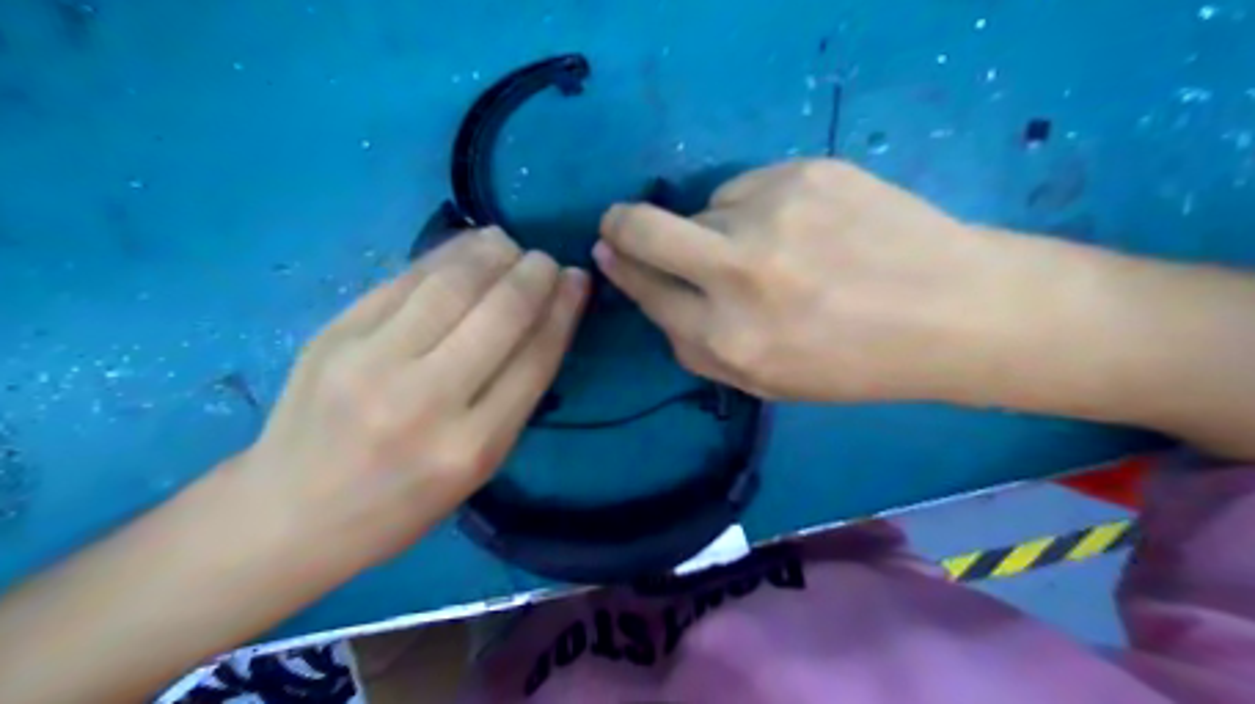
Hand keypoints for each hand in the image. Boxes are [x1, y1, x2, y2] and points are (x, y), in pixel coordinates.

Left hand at [233, 229, 588, 572]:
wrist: (290, 513)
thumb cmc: (400, 504)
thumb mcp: (475, 469)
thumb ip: (513, 398)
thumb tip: (543, 323)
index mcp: (471, 446)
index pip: (534, 357)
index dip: (563, 309)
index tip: (577, 281)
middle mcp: (424, 399)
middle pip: (498, 313)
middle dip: (533, 274)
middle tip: (545, 261)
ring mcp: (371, 360)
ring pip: (451, 284)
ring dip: (491, 253)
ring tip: (508, 244)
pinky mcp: (335, 333)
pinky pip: (405, 280)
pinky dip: (445, 256)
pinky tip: (466, 247)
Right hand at [599, 158, 1040, 400]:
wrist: (954, 310)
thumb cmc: (858, 363)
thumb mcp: (769, 382)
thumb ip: (701, 349)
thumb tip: (653, 297)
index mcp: (729, 339)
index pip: (646, 291)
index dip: (622, 270)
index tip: (609, 252)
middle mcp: (737, 272)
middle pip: (643, 229)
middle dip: (621, 226)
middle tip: (621, 225)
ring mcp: (771, 214)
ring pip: (703, 207)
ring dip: (715, 226)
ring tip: (771, 247)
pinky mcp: (803, 172)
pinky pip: (748, 185)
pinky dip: (757, 206)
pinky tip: (803, 226)